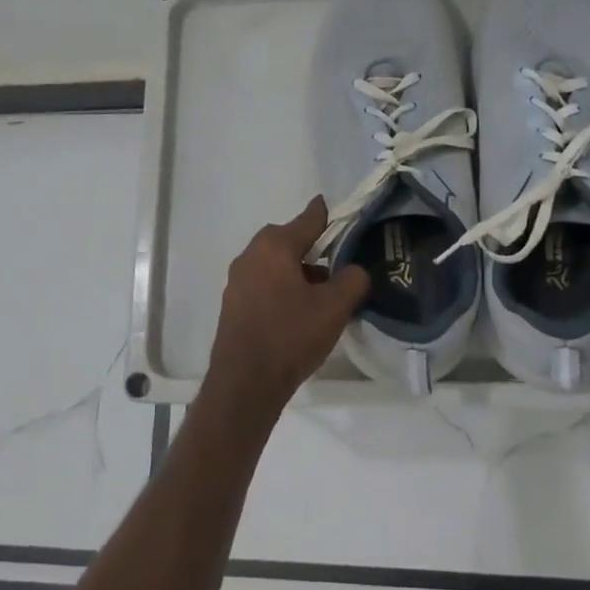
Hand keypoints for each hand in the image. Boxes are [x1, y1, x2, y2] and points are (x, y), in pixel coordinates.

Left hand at [203, 197, 371, 412]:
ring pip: (275, 264)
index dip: (326, 214)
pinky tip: (298, 310)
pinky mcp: (233, 304)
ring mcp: (238, 280)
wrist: (245, 382)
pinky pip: (264, 284)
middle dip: (312, 248)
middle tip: (337, 261)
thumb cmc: (291, 335)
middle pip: (288, 241)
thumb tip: (356, 270)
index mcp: (275, 246)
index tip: (334, 207)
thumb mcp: (334, 307)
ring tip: (322, 292)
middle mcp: (251, 255)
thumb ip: (353, 280)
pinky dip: (282, 287)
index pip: (308, 220)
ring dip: (297, 271)